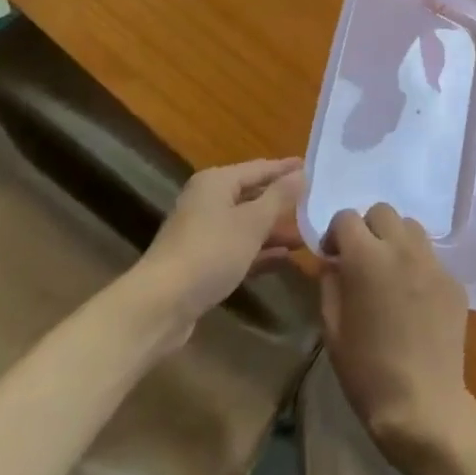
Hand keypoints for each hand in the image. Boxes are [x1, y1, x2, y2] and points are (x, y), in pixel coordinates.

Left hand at [140, 159, 303, 332]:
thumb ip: (279, 196)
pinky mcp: (202, 262)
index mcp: (216, 182)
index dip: (286, 168)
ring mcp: (203, 233)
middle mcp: (207, 201)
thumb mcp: (252, 222)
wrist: (160, 306)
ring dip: (274, 229)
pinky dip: (260, 251)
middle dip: (282, 201)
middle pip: (252, 195)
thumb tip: (303, 173)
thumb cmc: (210, 252)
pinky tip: (285, 258)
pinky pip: (238, 248)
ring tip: (307, 233)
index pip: (259, 168)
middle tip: (315, 201)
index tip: (313, 167)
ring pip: (246, 224)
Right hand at [320, 205, 475, 463]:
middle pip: (382, 211)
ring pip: (411, 227)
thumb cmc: (367, 372)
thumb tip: (333, 262)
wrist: (423, 405)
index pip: (347, 217)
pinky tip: (414, 299)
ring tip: (390, 273)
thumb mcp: (332, 330)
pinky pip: (431, 257)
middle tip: (362, 260)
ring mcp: (432, 262)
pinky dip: (417, 265)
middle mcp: (402, 248)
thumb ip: (330, 284)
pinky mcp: (453, 280)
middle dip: (367, 228)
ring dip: (395, 240)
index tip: (333, 256)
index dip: (336, 233)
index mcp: (367, 258)